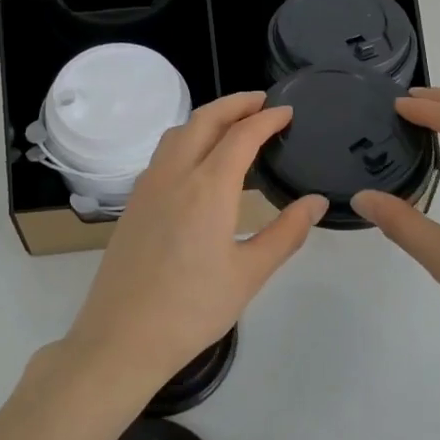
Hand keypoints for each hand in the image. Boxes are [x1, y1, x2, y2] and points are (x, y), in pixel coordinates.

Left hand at [65, 92, 327, 392]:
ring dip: (207, 118)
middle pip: (205, 119)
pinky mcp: (133, 203)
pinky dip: (187, 139)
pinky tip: (198, 161)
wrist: (122, 337)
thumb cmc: (193, 309)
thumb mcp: (249, 274)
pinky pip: (163, 153)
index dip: (267, 118)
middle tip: (262, 103)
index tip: (287, 112)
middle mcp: (175, 174)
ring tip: (232, 124)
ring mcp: (148, 186)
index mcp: (208, 188)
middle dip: (235, 104)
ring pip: (178, 132)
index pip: (242, 135)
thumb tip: (316, 202)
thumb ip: (286, 233)